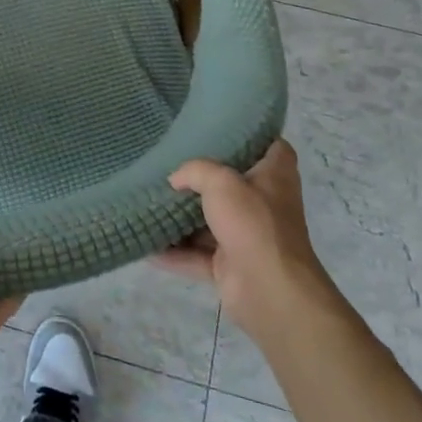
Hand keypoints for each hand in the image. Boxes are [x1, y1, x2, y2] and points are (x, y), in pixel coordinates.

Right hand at [154, 138, 343, 341]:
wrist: (269, 291)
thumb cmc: (253, 223)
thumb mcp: (221, 182)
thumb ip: (195, 171)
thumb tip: (175, 179)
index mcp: (274, 178)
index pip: (273, 148)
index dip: (255, 137)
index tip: (225, 130)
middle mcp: (264, 205)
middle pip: (234, 185)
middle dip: (205, 178)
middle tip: (173, 163)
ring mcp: (247, 237)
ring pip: (211, 222)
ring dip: (183, 218)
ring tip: (151, 202)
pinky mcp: (230, 266)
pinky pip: (197, 255)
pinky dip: (174, 253)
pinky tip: (147, 246)